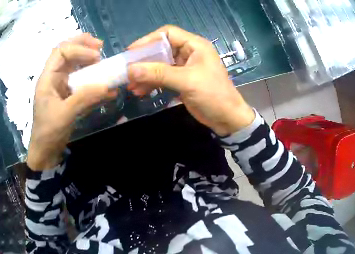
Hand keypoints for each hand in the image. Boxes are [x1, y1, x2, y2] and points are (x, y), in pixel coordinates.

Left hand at [27, 33, 117, 170]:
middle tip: (100, 46)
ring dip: (90, 62)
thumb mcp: (64, 115)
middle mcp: (54, 78)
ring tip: (104, 62)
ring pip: (75, 66)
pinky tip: (107, 89)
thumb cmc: (48, 132)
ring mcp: (62, 86)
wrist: (46, 151)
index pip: (61, 52)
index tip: (96, 57)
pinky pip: (82, 83)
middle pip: (68, 53)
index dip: (79, 49)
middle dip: (83, 46)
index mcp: (48, 78)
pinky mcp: (69, 96)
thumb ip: (84, 98)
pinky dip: (94, 83)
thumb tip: (107, 86)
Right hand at [127, 25, 253, 135]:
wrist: (227, 119)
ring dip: (145, 74)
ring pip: (159, 65)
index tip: (131, 52)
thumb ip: (158, 73)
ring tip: (131, 86)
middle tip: (127, 71)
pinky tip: (140, 91)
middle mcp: (188, 52)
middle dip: (143, 61)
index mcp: (194, 45)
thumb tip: (130, 70)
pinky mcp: (181, 80)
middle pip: (160, 49)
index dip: (148, 40)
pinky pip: (161, 77)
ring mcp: (184, 67)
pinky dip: (151, 83)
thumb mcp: (186, 81)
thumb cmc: (213, 95)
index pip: (167, 33)